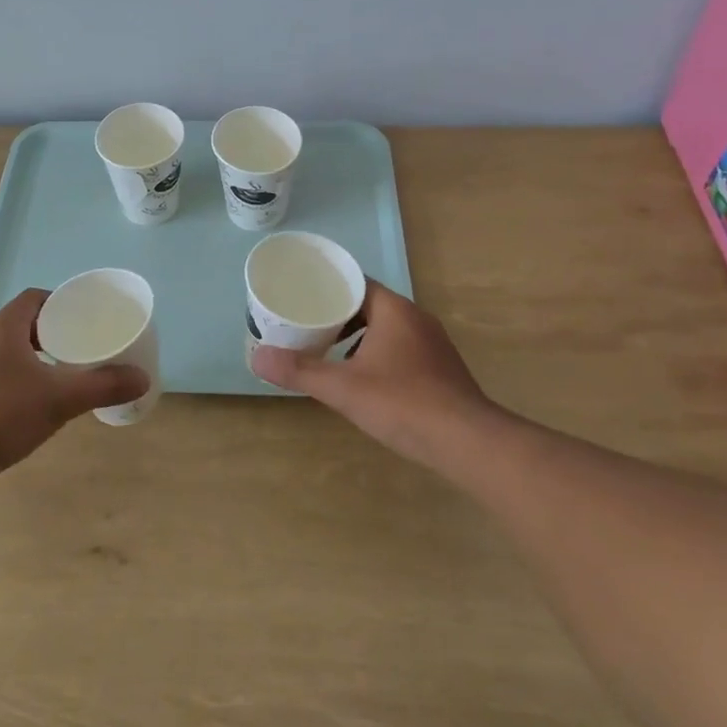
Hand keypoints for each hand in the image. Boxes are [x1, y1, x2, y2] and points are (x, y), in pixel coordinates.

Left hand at [0, 289, 148, 486]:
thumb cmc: (0, 415)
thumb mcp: (59, 399)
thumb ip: (102, 386)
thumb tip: (142, 378)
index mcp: (5, 327)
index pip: (35, 297)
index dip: (62, 302)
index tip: (87, 316)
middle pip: (27, 322)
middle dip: (57, 330)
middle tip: (87, 343)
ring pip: (15, 350)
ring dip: (41, 355)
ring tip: (71, 370)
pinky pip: (5, 372)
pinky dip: (27, 376)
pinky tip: (43, 399)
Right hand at [252, 281, 497, 466]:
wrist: (468, 443)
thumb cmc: (403, 404)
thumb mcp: (343, 388)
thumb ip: (301, 371)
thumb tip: (257, 356)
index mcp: (394, 310)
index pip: (356, 283)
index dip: (328, 287)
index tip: (302, 295)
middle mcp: (416, 319)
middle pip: (370, 305)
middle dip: (339, 314)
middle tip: (308, 325)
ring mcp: (433, 344)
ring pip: (388, 329)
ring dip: (359, 336)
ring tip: (330, 352)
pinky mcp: (442, 369)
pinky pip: (402, 349)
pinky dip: (379, 355)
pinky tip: (365, 380)